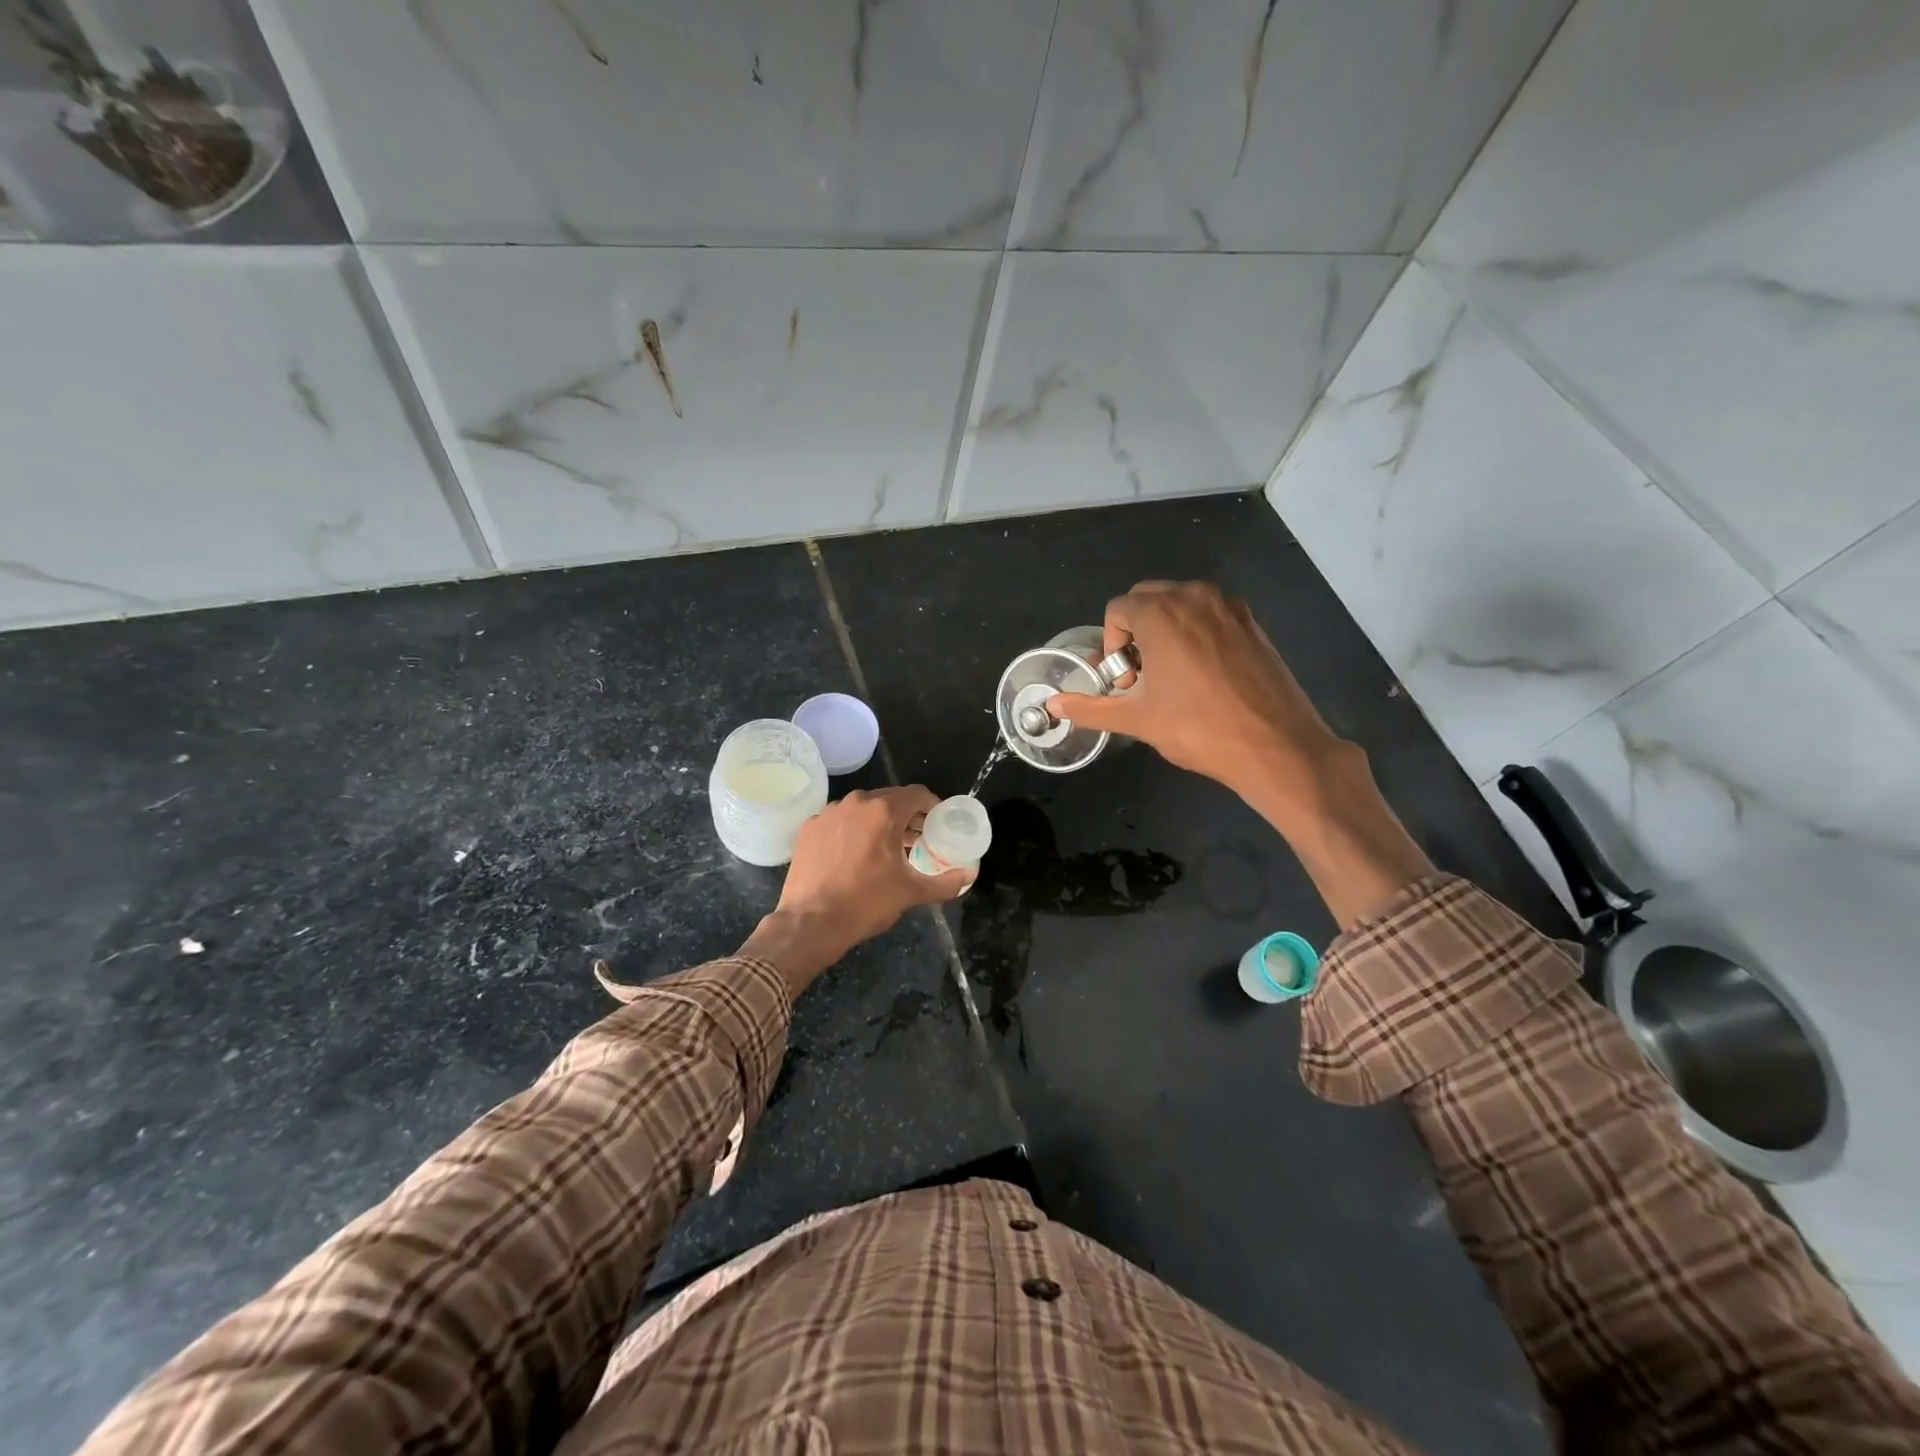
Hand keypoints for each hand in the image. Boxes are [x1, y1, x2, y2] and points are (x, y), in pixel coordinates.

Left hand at [739, 787, 971, 996]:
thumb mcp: (911, 893)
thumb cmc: (865, 903)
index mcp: (883, 811)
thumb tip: (969, 876)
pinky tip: (855, 856)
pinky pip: (840, 821)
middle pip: (890, 799)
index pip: (918, 794)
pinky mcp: (809, 828)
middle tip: (917, 839)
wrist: (810, 923)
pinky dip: (852, 831)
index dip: (933, 807)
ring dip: (879, 822)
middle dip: (907, 816)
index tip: (938, 825)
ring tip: (887, 848)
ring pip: (863, 809)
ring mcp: (828, 813)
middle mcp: (855, 803)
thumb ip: (945, 882)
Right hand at [1049, 581, 1432, 926]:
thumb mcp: (1137, 720)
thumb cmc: (1199, 729)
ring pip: (1180, 603)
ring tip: (1171, 675)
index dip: (1111, 645)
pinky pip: (1210, 613)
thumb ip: (1090, 707)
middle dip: (1135, 632)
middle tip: (1142, 676)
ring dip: (1165, 629)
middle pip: (1148, 598)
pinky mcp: (1252, 621)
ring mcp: (1229, 605)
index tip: (1125, 681)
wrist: (1276, 744)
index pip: (1117, 609)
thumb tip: (1053, 704)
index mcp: (1161, 613)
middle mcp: (1194, 596)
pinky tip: (1204, 673)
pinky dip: (1196, 631)